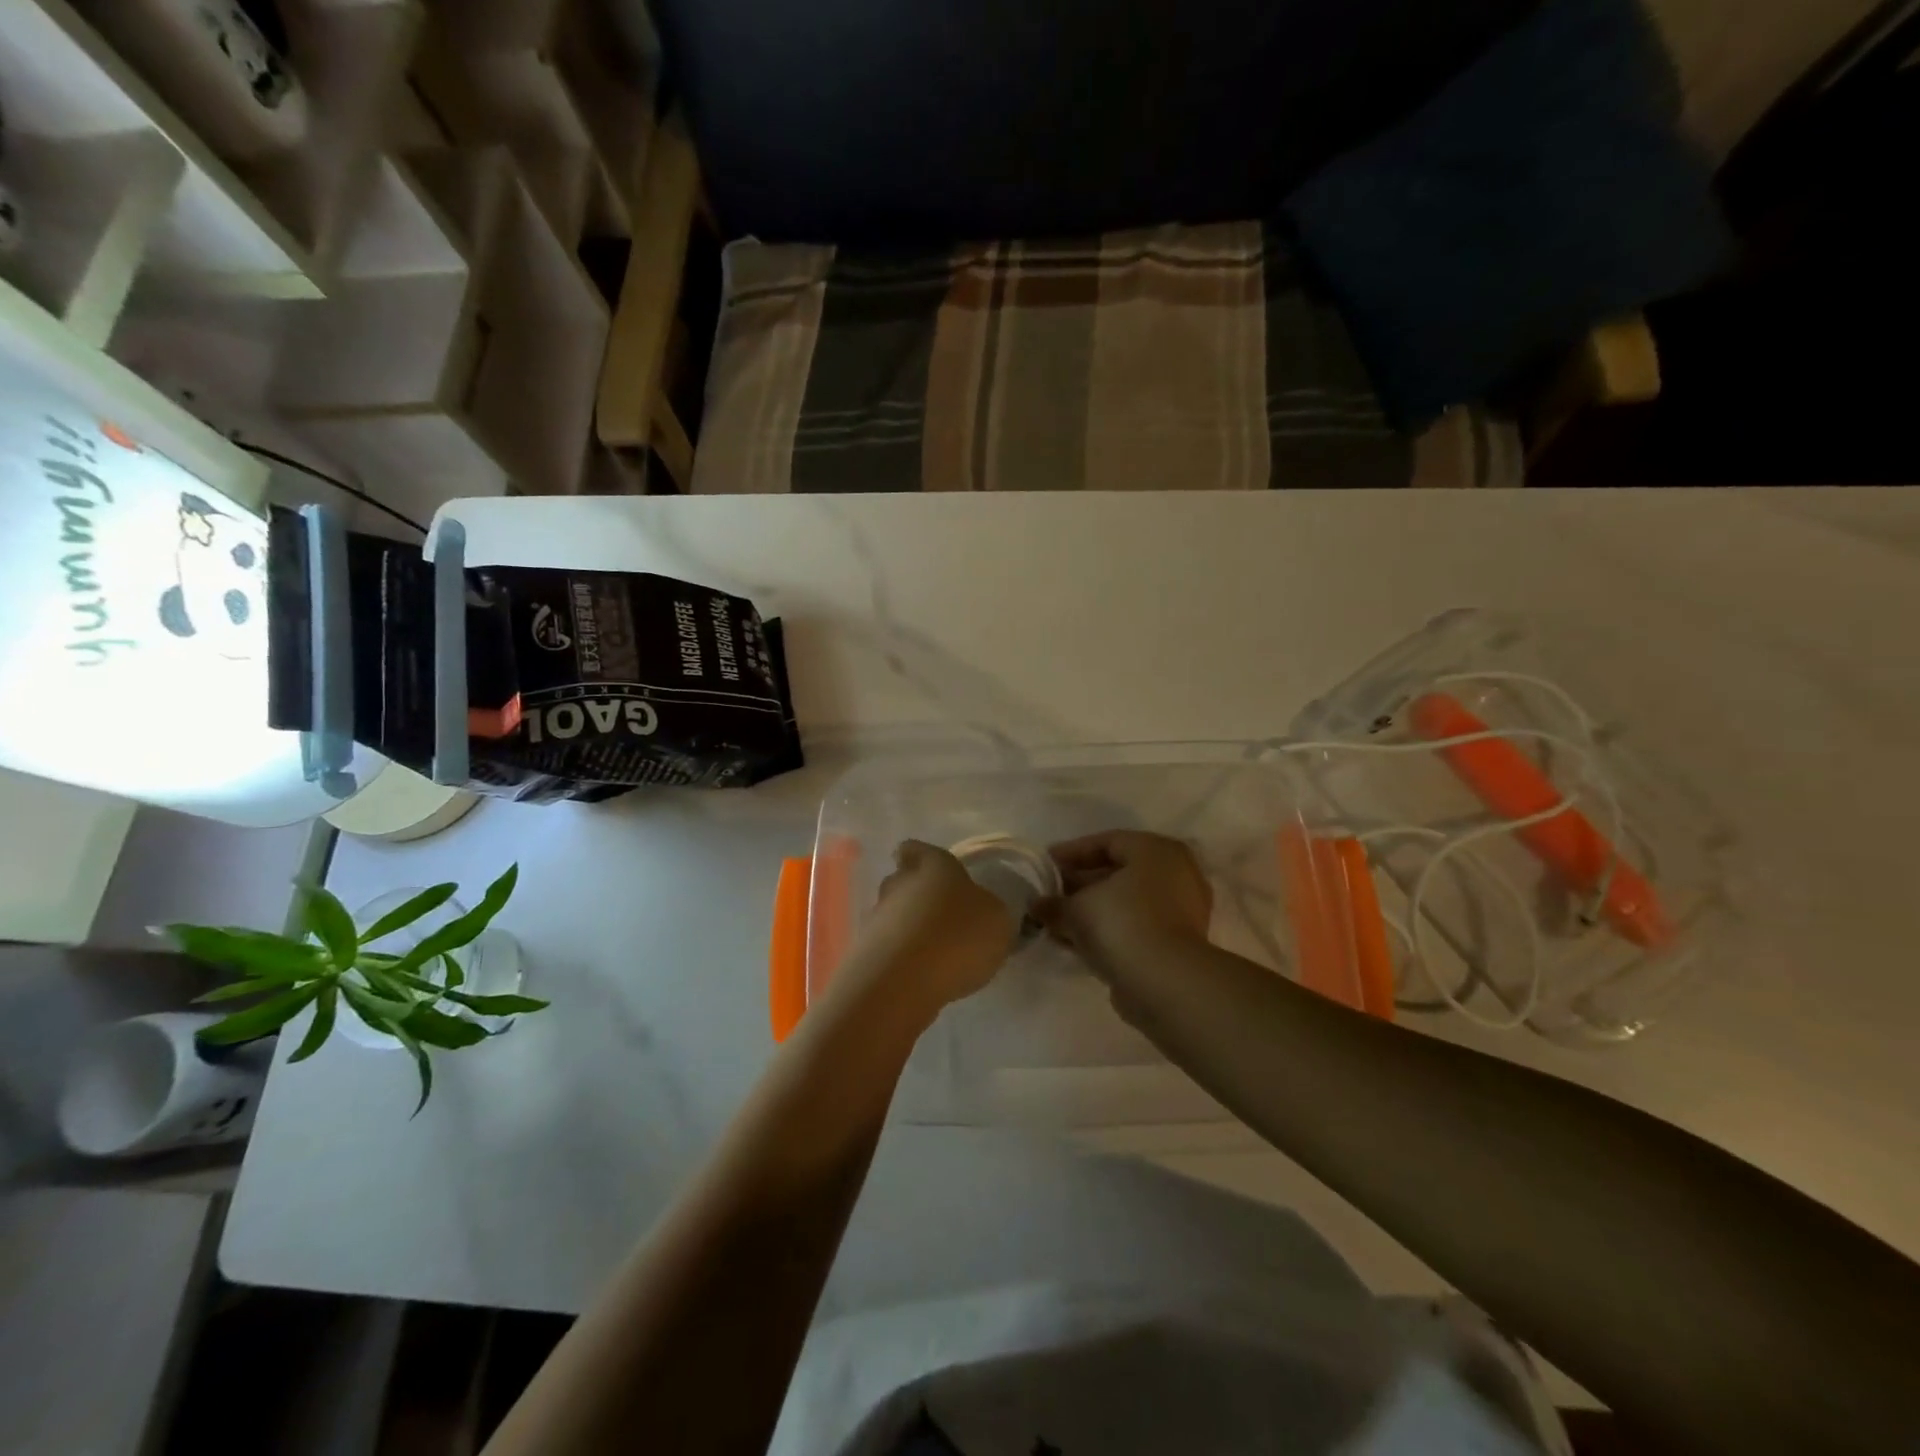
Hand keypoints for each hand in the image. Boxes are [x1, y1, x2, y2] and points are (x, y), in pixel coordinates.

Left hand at [831, 841, 1015, 1026]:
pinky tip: (921, 973)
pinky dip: (901, 955)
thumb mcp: (998, 921)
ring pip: (894, 913)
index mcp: (934, 865)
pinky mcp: (865, 950)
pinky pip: (888, 945)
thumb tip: (983, 911)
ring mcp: (877, 916)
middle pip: (904, 880)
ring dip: (910, 927)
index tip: (933, 869)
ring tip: (935, 951)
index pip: (919, 848)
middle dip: (919, 895)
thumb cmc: (957, 936)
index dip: (924, 857)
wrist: (901, 982)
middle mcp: (900, 883)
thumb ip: (990, 911)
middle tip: (943, 916)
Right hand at [1036, 831, 1212, 980]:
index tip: (1044, 865)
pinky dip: (1105, 930)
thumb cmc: (1121, 923)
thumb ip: (1054, 903)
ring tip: (1054, 921)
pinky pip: (1132, 926)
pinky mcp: (1174, 944)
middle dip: (1079, 884)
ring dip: (1090, 910)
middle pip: (1117, 872)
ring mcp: (1179, 911)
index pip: (1107, 842)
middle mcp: (1174, 874)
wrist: (1165, 983)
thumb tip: (1036, 905)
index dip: (1071, 852)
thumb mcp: (1077, 908)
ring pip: (1124, 903)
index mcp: (1155, 850)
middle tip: (1048, 893)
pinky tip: (1074, 942)